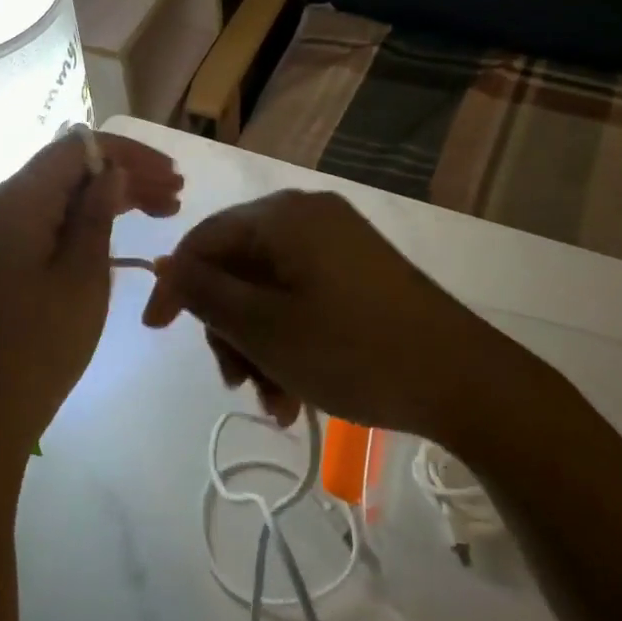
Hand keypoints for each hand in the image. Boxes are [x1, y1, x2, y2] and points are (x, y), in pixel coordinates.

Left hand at [0, 131, 182, 453]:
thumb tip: (114, 169)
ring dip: (112, 195)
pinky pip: (51, 217)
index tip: (172, 176)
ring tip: (164, 211)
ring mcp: (1, 228)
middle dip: (126, 174)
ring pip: (65, 192)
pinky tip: (122, 230)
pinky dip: (88, 218)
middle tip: (176, 198)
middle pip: (72, 167)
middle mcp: (3, 201)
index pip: (78, 147)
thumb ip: (98, 212)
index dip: (129, 154)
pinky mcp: (5, 252)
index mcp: (19, 198)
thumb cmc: (41, 343)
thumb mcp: (83, 274)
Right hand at [143, 190, 509, 441]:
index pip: (205, 238)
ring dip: (261, 346)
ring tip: (276, 404)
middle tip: (238, 384)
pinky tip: (298, 393)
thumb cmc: (353, 350)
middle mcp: (310, 217)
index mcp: (284, 216)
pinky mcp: (362, 273)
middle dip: (230, 330)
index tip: (156, 332)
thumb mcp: (265, 328)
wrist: (465, 380)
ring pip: (271, 290)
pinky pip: (304, 297)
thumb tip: (166, 264)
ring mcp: (340, 244)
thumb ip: (206, 293)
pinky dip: (291, 339)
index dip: (175, 285)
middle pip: (239, 267)